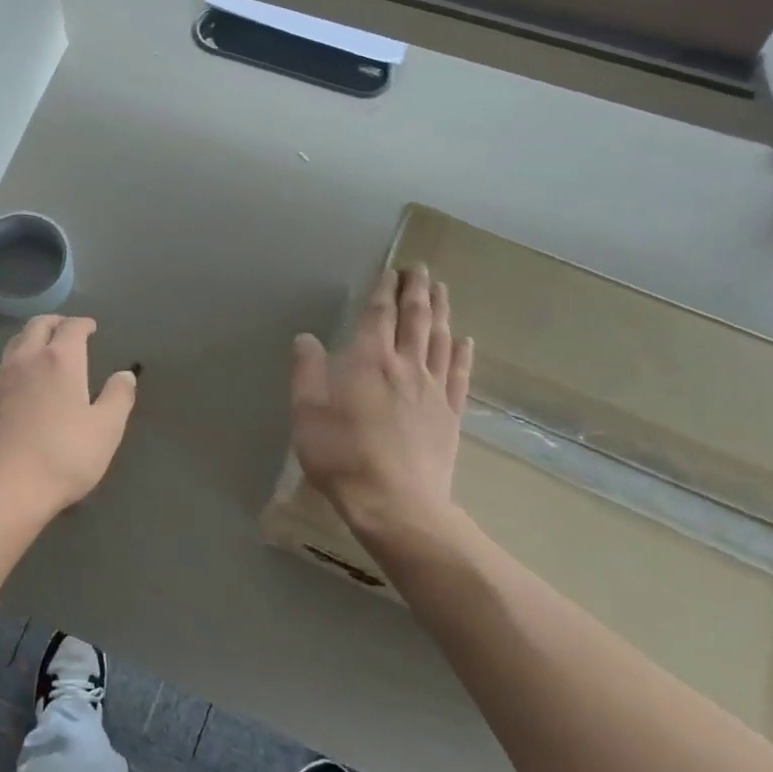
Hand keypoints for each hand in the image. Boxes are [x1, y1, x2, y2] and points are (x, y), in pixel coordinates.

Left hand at [0, 315, 137, 530]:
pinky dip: (18, 362)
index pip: (72, 327)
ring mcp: (1, 380)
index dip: (83, 324)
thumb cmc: (63, 458)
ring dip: (32, 337)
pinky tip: (24, 382)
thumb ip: (119, 397)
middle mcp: (27, 360)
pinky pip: (3, 368)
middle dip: (55, 322)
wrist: (3, 490)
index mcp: (60, 360)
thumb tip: (125, 374)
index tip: (91, 327)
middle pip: (37, 326)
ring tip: (44, 348)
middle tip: (67, 329)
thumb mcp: (106, 430)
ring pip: (15, 343)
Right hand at [290, 266, 474, 545]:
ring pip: (440, 340)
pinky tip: (465, 340)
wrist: (395, 503)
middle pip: (415, 319)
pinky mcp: (450, 415)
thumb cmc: (342, 455)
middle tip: (420, 268)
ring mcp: (433, 390)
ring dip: (441, 311)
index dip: (384, 290)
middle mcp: (405, 366)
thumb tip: (307, 338)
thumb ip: (307, 370)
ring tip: (441, 289)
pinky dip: (462, 353)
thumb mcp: (307, 412)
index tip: (390, 271)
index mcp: (368, 361)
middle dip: (416, 290)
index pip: (379, 315)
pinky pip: (460, 375)